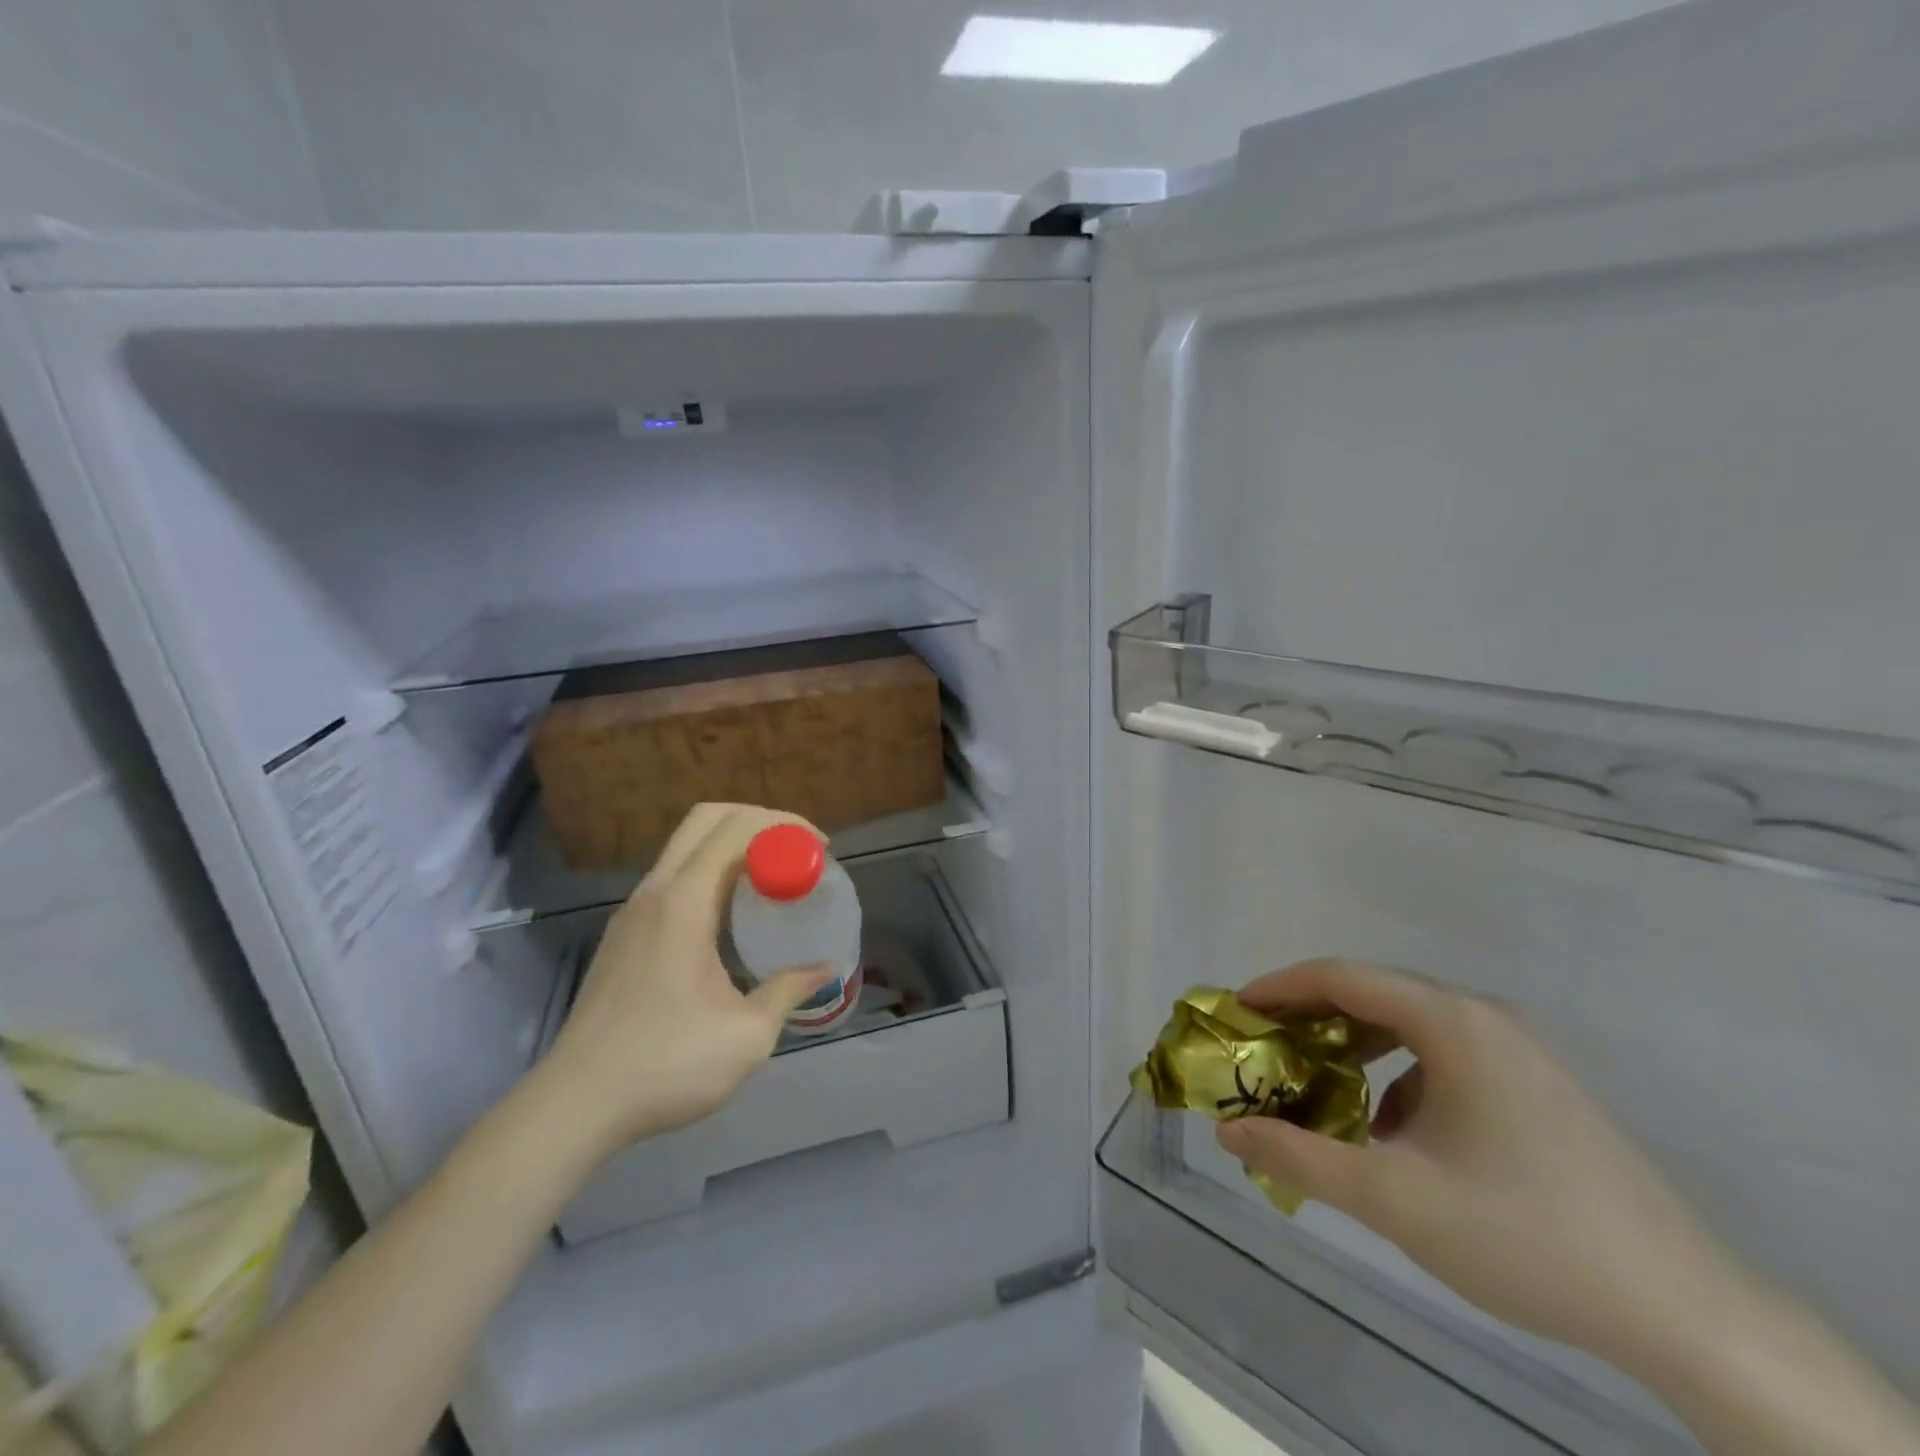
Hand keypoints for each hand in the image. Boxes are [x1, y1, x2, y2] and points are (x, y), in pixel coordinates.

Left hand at [537, 803, 831, 1161]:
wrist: (575, 1105)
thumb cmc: (666, 1065)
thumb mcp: (747, 1035)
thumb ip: (788, 990)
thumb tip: (822, 970)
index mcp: (683, 903)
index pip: (736, 828)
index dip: (784, 825)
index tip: (821, 848)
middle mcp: (655, 892)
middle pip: (706, 819)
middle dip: (759, 820)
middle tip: (797, 849)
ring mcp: (633, 912)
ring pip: (686, 846)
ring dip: (733, 845)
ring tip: (773, 876)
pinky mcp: (624, 934)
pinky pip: (674, 877)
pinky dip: (711, 871)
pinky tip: (733, 914)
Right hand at [1215, 958, 1746, 1368]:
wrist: (1688, 1312)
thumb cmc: (1526, 1235)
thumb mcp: (1394, 1197)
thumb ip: (1299, 1156)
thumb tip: (1229, 1132)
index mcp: (1452, 1022)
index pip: (1342, 976)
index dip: (1280, 988)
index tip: (1237, 1012)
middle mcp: (1485, 1017)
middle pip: (1375, 993)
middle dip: (1311, 1017)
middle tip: (1266, 1049)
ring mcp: (1519, 1050)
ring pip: (1411, 1025)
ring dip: (1354, 1046)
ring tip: (1319, 1084)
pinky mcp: (1538, 1085)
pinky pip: (1445, 1055)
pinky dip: (1399, 1074)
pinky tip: (1393, 1131)